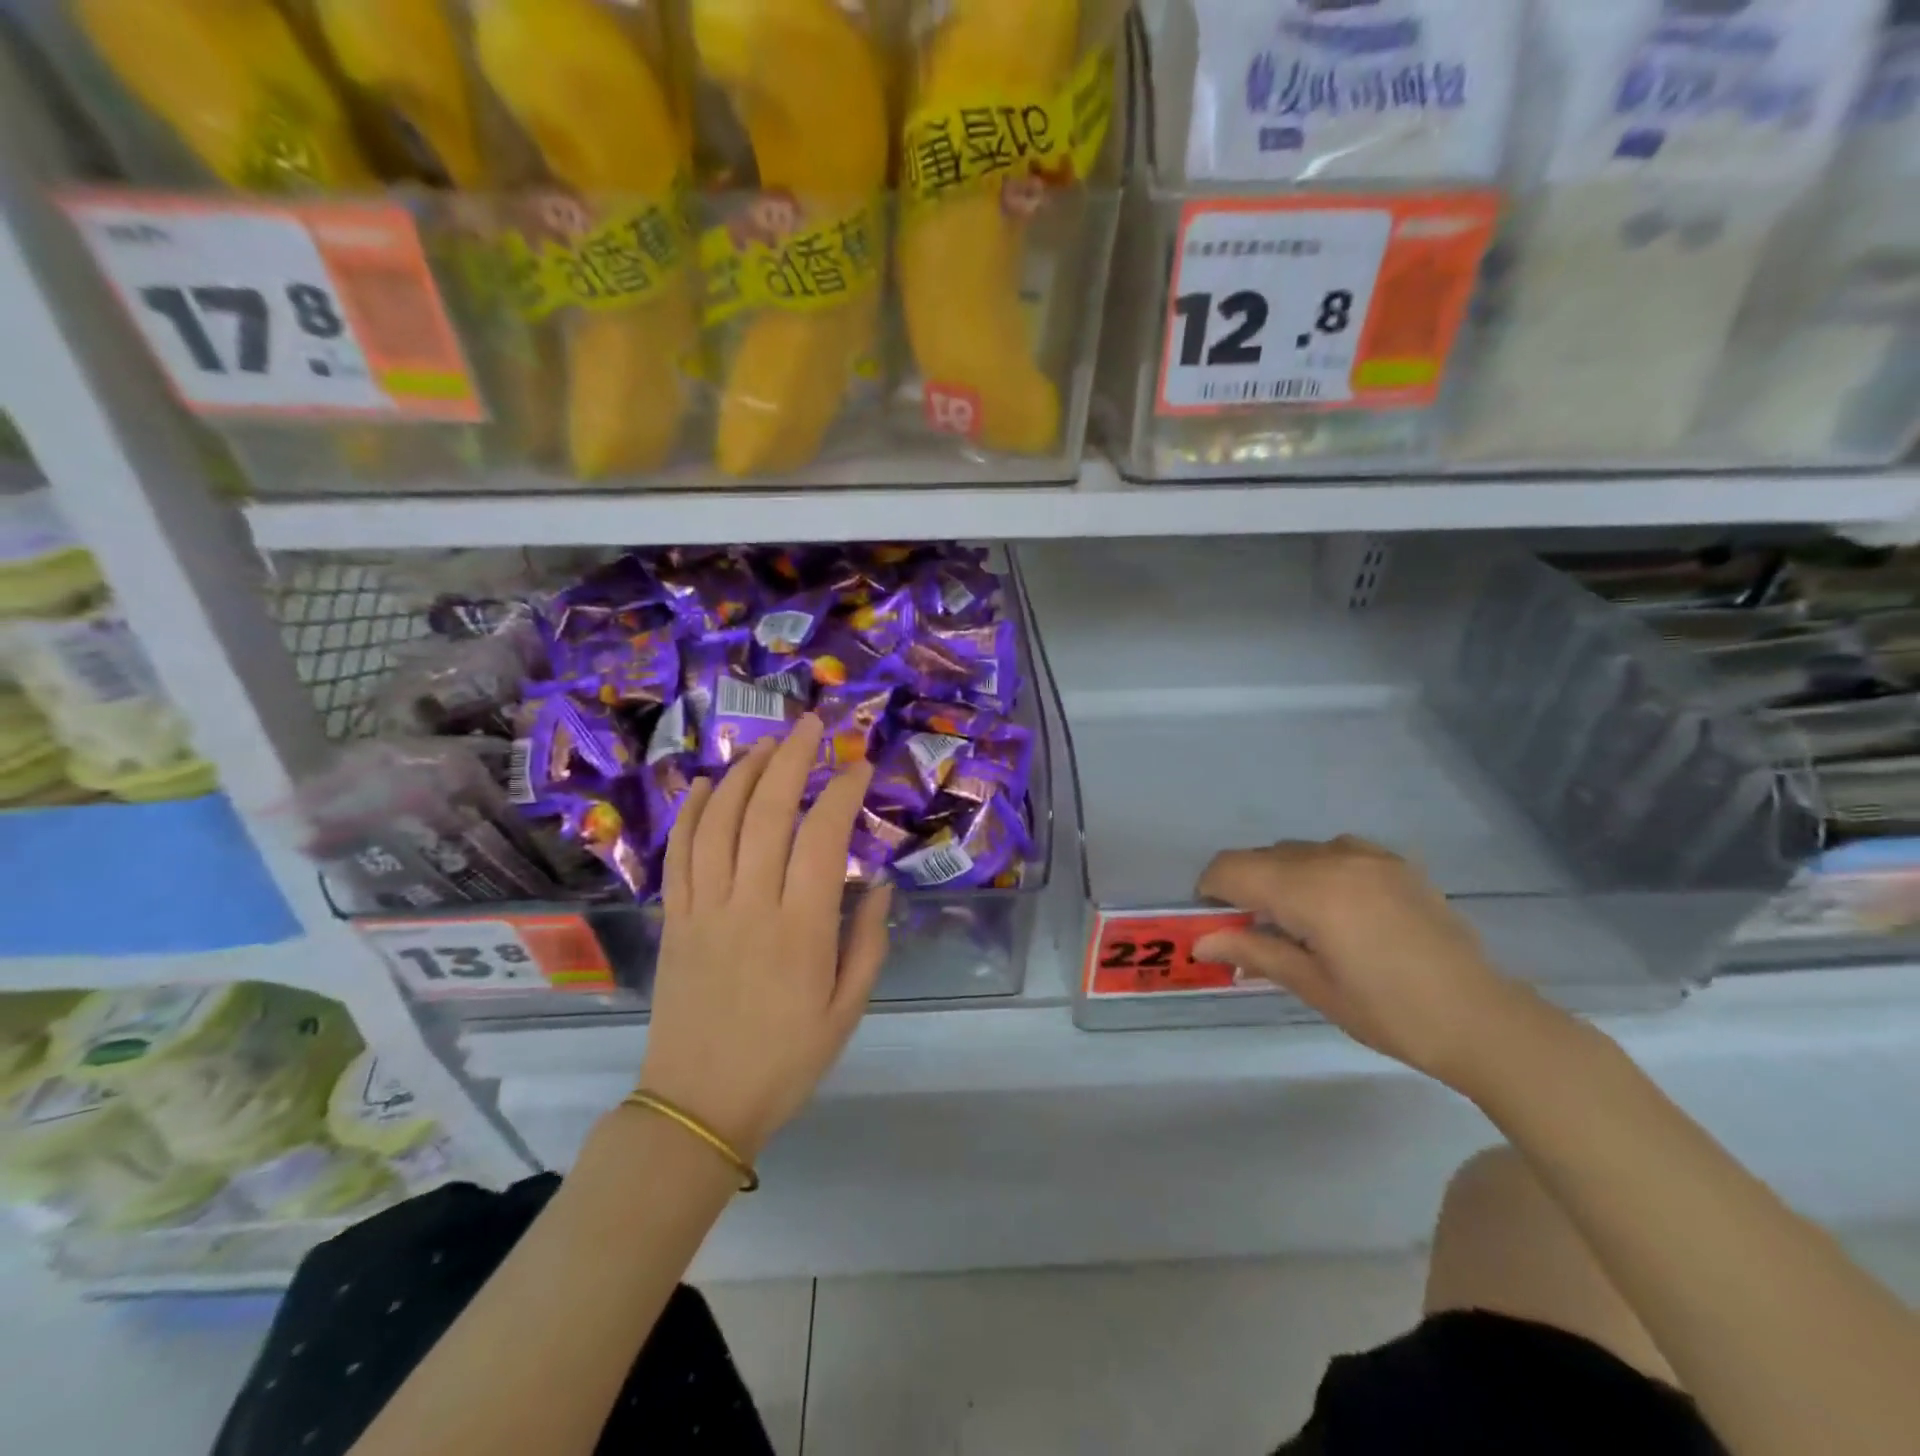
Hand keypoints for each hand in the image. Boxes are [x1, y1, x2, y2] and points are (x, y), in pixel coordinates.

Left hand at [638, 716, 891, 1158]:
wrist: (697, 1107)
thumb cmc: (784, 1062)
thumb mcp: (846, 1012)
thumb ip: (867, 944)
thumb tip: (876, 885)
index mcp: (801, 930)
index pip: (822, 838)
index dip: (841, 793)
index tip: (858, 767)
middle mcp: (750, 906)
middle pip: (767, 813)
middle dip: (791, 760)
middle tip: (811, 726)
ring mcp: (705, 909)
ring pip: (719, 822)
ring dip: (742, 774)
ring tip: (765, 744)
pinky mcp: (676, 920)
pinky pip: (679, 854)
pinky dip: (690, 813)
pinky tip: (703, 783)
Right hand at [1193, 836, 1525, 1087]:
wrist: (1483, 1020)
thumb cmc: (1390, 1013)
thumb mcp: (1314, 987)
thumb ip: (1254, 952)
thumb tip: (1201, 942)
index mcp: (1311, 891)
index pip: (1232, 868)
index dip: (1210, 890)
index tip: (1212, 922)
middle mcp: (1334, 859)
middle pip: (1261, 856)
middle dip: (1244, 886)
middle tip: (1252, 931)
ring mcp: (1369, 855)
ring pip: (1296, 851)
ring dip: (1280, 877)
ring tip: (1298, 923)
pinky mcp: (1394, 862)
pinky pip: (1334, 851)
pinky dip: (1317, 870)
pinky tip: (1336, 908)